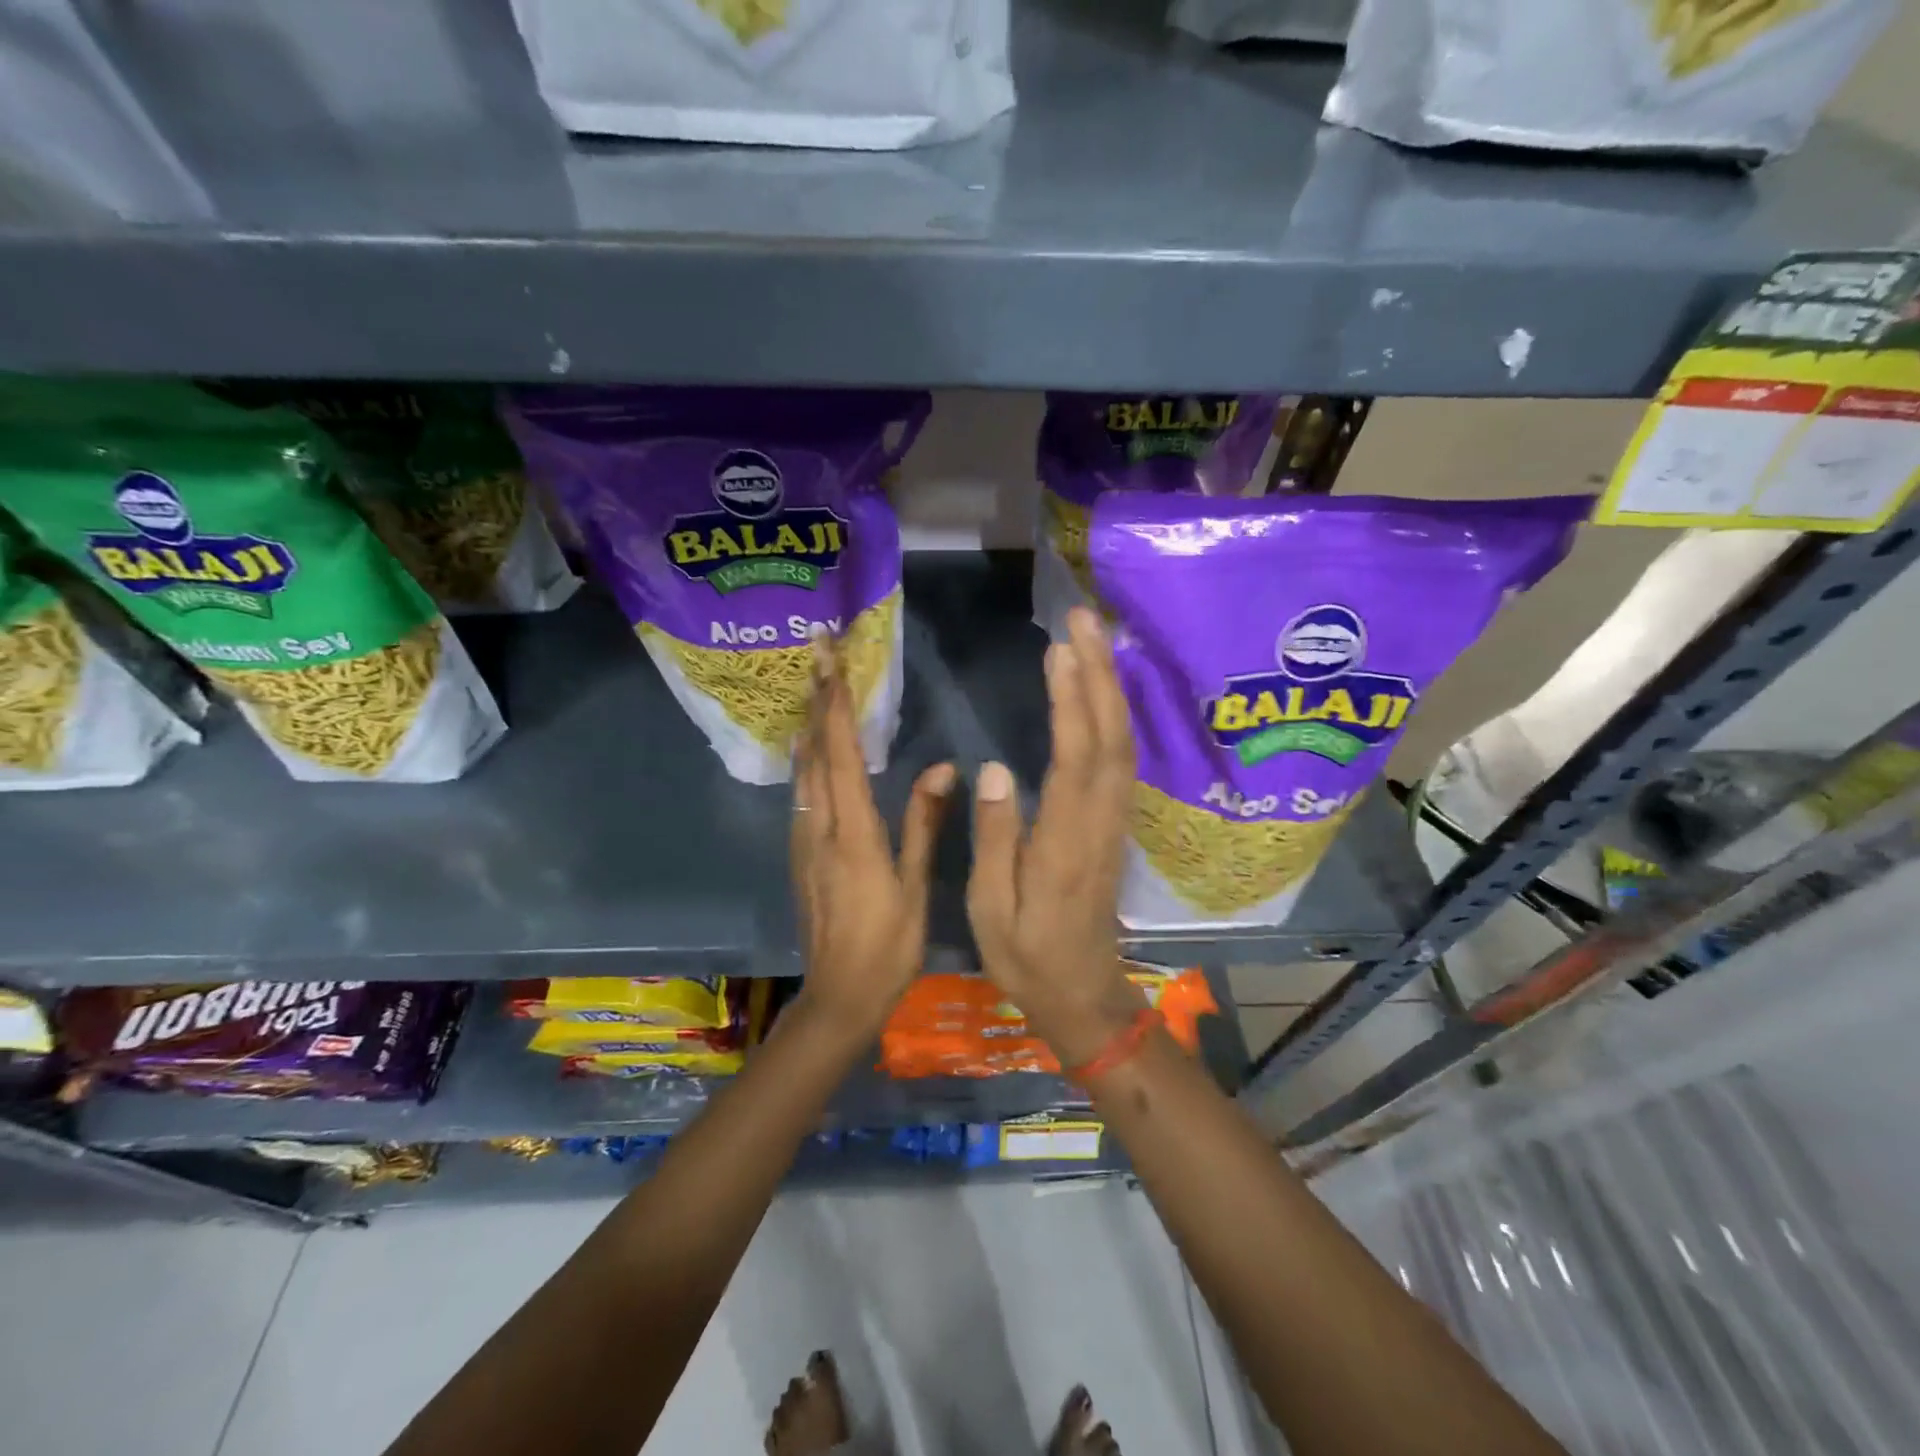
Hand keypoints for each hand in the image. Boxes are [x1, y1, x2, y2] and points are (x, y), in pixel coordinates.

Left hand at [791, 639, 954, 1032]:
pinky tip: (811, 751)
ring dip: (808, 726)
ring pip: (802, 771)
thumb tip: (943, 767)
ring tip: (814, 688)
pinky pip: (802, 793)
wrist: (838, 997)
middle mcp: (819, 828)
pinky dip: (807, 760)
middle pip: (814, 752)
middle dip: (815, 700)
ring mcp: (803, 841)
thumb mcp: (914, 885)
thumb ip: (923, 823)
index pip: (841, 755)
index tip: (831, 662)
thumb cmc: (887, 945)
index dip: (836, 706)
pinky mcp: (800, 855)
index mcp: (852, 833)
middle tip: (816, 655)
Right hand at [967, 607, 1146, 1067]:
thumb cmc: (1028, 958)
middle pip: (1110, 737)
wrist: (1085, 996)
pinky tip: (1102, 690)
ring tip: (1091, 638)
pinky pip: (1122, 759)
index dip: (1070, 703)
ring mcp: (1114, 822)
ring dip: (1110, 687)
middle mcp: (1099, 822)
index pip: (1075, 760)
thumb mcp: (992, 911)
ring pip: (1122, 744)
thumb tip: (994, 769)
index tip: (1058, 651)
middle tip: (1082, 618)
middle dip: (1099, 674)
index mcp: (1065, 843)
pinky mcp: (1115, 824)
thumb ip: (997, 838)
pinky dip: (1115, 716)